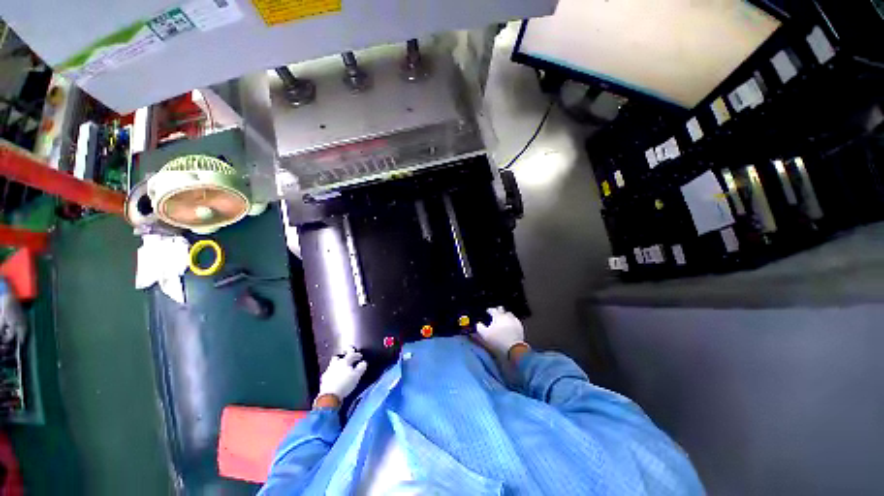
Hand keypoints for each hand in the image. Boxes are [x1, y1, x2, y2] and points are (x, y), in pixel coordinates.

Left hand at [316, 348, 366, 406]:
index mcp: (344, 362)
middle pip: (339, 357)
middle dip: (344, 357)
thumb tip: (363, 363)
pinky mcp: (324, 378)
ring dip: (338, 364)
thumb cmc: (345, 384)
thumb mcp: (357, 376)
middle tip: (348, 360)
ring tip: (342, 368)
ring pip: (333, 364)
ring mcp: (329, 371)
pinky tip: (336, 376)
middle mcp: (336, 364)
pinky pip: (329, 372)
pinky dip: (333, 372)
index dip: (357, 355)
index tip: (360, 356)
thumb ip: (361, 367)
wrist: (330, 396)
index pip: (351, 355)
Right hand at [476, 307, 526, 358]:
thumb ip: (479, 327)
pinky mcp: (520, 327)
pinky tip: (510, 325)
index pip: (492, 309)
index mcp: (498, 316)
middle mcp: (506, 316)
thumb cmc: (497, 341)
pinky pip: (515, 320)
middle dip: (498, 310)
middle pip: (502, 309)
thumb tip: (478, 323)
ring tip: (503, 319)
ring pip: (509, 314)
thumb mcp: (484, 335)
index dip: (489, 310)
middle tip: (495, 314)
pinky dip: (512, 321)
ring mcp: (514, 321)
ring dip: (505, 315)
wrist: (514, 349)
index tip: (487, 312)